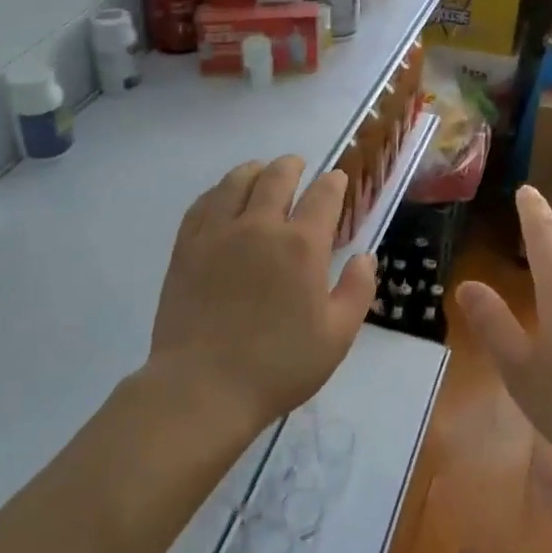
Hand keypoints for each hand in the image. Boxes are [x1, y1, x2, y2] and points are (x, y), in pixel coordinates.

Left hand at [147, 155, 376, 431]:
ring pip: (236, 181)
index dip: (333, 183)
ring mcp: (218, 233)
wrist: (203, 387)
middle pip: (277, 177)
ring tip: (260, 172)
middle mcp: (260, 226)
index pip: (323, 196)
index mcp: (301, 246)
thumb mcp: (337, 336)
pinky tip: (222, 196)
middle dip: (293, 166)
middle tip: (298, 166)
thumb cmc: (279, 366)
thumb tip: (364, 256)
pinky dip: (218, 190)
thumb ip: (357, 290)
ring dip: (255, 170)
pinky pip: (203, 203)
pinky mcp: (187, 246)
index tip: (336, 180)